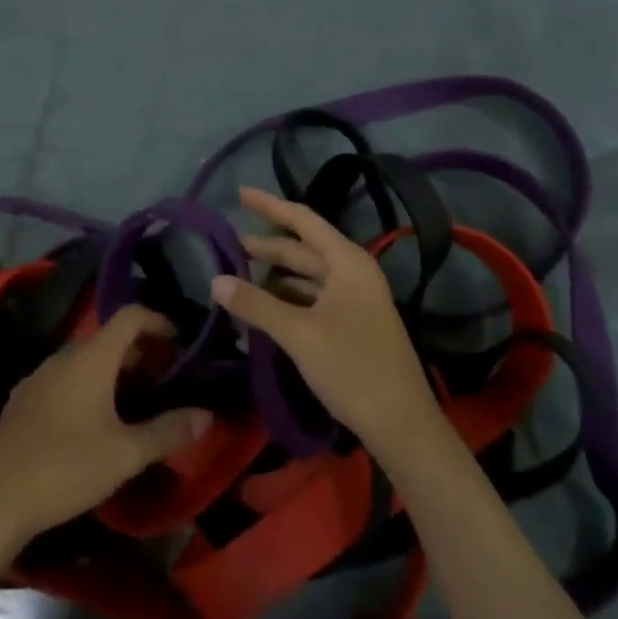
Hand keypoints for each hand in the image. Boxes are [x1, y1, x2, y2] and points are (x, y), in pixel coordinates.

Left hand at [0, 306, 211, 550]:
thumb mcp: (125, 454)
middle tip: (166, 381)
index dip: (160, 322)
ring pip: (87, 359)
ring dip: (115, 370)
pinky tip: (95, 423)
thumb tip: (207, 415)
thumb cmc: (65, 468)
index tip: (181, 346)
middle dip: (142, 352)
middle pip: (110, 337)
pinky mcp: (24, 399)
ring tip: (136, 403)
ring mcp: (40, 376)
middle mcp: (65, 355)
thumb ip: (168, 431)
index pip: (131, 315)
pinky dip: (90, 385)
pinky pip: (66, 378)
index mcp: (92, 357)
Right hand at [213, 186, 441, 457]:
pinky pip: (313, 299)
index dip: (269, 205)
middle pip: (303, 249)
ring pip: (307, 276)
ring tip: (239, 276)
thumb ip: (256, 304)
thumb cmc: (352, 368)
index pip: (302, 220)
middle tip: (229, 244)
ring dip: (275, 276)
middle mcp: (353, 272)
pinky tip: (263, 309)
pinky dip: (287, 300)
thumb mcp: (298, 334)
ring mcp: (355, 299)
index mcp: (347, 262)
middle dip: (267, 246)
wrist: (402, 425)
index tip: (238, 194)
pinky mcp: (353, 324)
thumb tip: (216, 280)